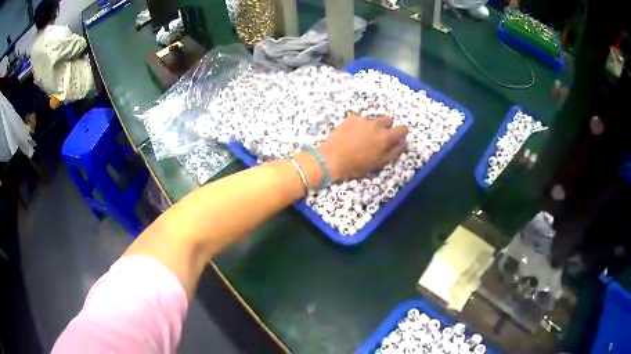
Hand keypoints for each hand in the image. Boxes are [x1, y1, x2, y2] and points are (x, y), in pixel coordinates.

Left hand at [318, 113, 407, 180]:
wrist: (332, 158)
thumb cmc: (357, 165)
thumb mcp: (379, 163)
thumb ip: (394, 151)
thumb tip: (402, 143)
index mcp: (386, 137)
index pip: (403, 128)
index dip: (401, 133)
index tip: (396, 138)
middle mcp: (377, 124)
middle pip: (389, 120)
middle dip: (386, 128)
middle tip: (377, 138)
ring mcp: (364, 119)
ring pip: (374, 119)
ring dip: (372, 126)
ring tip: (362, 137)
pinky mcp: (352, 117)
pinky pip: (361, 119)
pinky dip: (359, 125)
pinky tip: (351, 134)